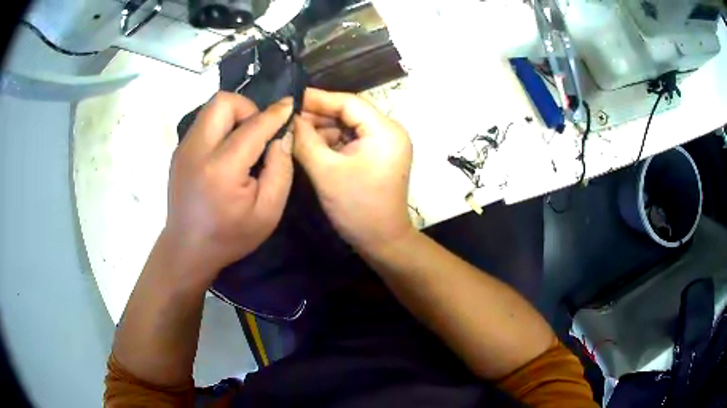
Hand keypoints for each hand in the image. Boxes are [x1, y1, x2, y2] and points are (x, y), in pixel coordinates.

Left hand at [165, 92, 293, 280]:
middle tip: (258, 131)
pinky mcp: (179, 151)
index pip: (253, 126)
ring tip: (243, 142)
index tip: (289, 106)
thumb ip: (280, 171)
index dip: (275, 113)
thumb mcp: (267, 213)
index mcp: (221, 169)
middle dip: (248, 108)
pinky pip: (204, 123)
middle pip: (223, 102)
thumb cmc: (229, 236)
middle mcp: (197, 150)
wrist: (187, 249)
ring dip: (234, 116)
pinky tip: (226, 152)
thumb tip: (281, 136)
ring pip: (211, 109)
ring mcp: (183, 149)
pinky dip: (221, 127)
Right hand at [293, 88, 413, 252]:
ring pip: (347, 126)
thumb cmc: (357, 207)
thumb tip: (288, 118)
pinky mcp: (376, 156)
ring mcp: (383, 144)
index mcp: (385, 130)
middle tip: (287, 118)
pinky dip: (330, 142)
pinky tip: (308, 145)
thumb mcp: (325, 171)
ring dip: (321, 130)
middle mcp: (388, 131)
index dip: (318, 99)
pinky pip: (350, 140)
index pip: (349, 102)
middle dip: (317, 116)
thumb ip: (304, 140)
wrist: (382, 241)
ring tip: (293, 132)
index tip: (290, 98)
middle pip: (348, 113)